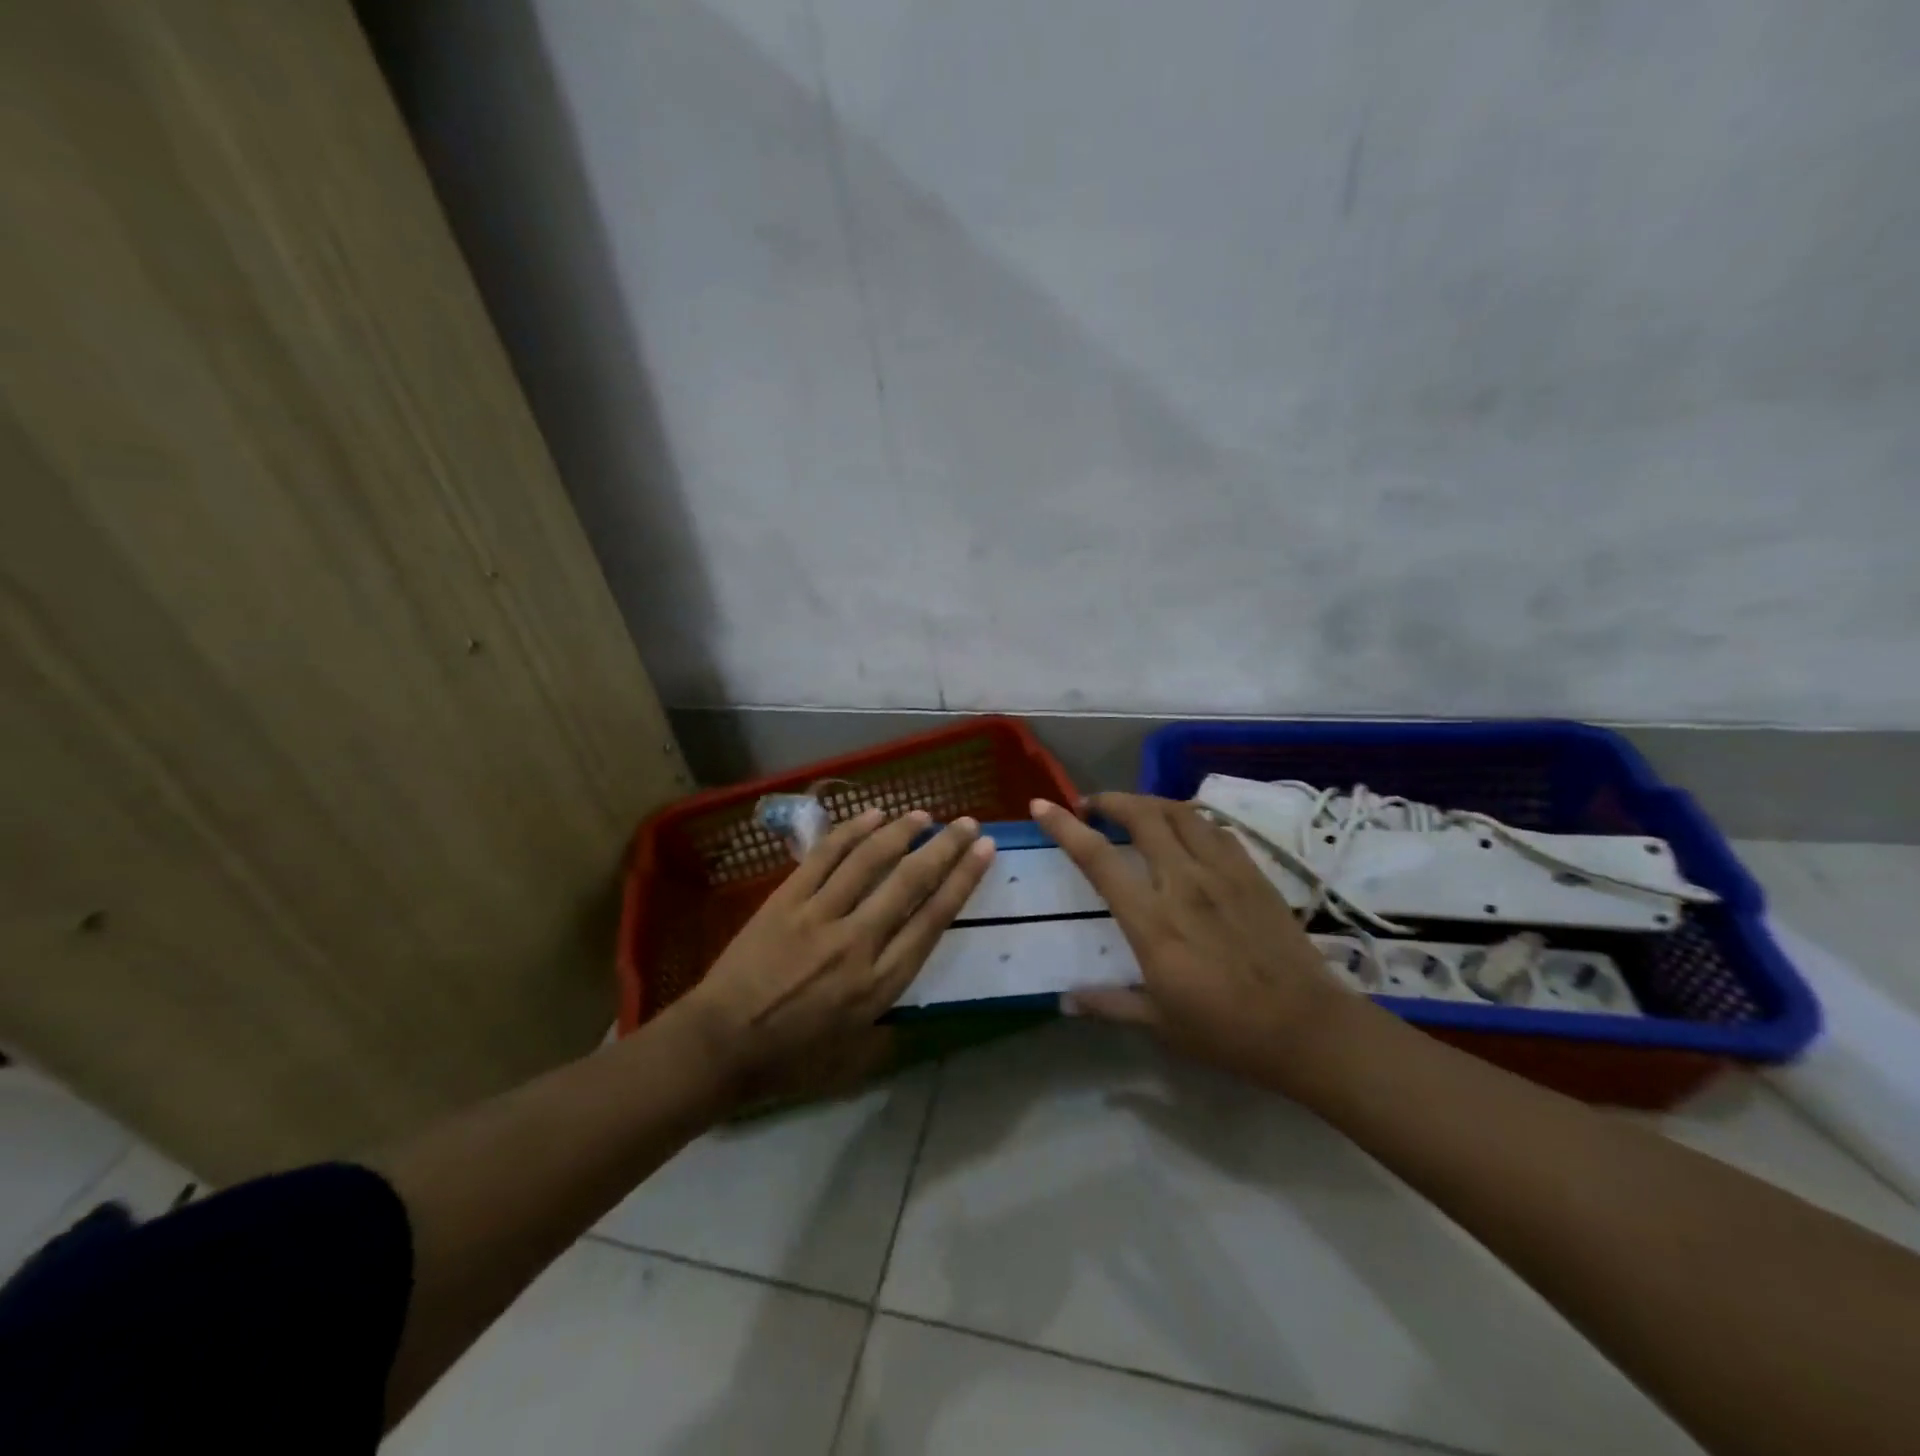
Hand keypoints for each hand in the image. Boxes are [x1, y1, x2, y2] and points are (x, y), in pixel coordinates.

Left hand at [677, 807, 995, 1103]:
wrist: (719, 1045)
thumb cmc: (790, 1059)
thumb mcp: (854, 1058)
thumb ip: (891, 1030)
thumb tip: (916, 1014)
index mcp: (879, 983)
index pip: (933, 919)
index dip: (963, 880)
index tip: (984, 851)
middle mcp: (858, 941)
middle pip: (910, 881)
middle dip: (945, 847)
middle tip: (967, 823)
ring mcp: (820, 915)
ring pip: (869, 860)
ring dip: (901, 831)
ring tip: (923, 813)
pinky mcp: (787, 900)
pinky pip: (824, 856)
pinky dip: (850, 832)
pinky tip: (872, 816)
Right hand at [1032, 793, 1358, 1093]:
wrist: (1307, 1029)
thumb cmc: (1227, 1031)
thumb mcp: (1160, 1024)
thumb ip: (1109, 1004)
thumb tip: (1065, 1000)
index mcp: (1153, 921)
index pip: (1099, 858)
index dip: (1065, 827)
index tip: (1042, 805)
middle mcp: (1184, 883)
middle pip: (1142, 816)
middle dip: (1109, 800)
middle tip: (1091, 807)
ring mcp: (1222, 873)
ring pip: (1180, 812)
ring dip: (1149, 803)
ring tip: (1134, 811)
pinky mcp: (1253, 874)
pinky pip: (1216, 829)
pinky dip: (1190, 819)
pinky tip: (1186, 831)